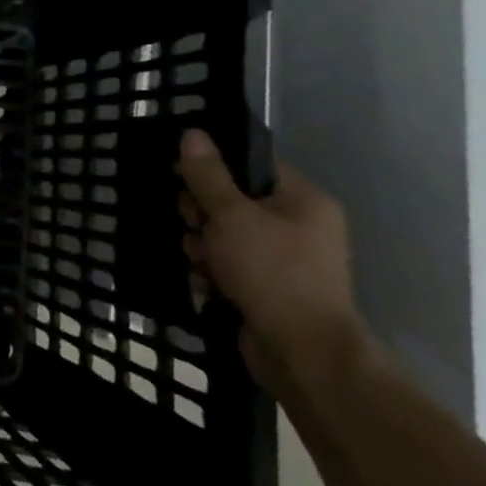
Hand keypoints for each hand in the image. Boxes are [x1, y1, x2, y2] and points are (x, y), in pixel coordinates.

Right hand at [175, 129, 370, 391]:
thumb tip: (192, 133)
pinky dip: (210, 273)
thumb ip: (208, 175)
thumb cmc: (271, 272)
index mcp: (302, 200)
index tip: (184, 179)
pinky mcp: (265, 287)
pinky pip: (226, 265)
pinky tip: (204, 285)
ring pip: (221, 235)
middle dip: (201, 214)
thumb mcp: (231, 216)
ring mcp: (282, 259)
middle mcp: (297, 225)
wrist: (301, 352)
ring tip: (201, 263)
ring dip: (201, 247)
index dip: (213, 167)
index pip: (251, 164)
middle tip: (193, 225)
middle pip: (230, 200)